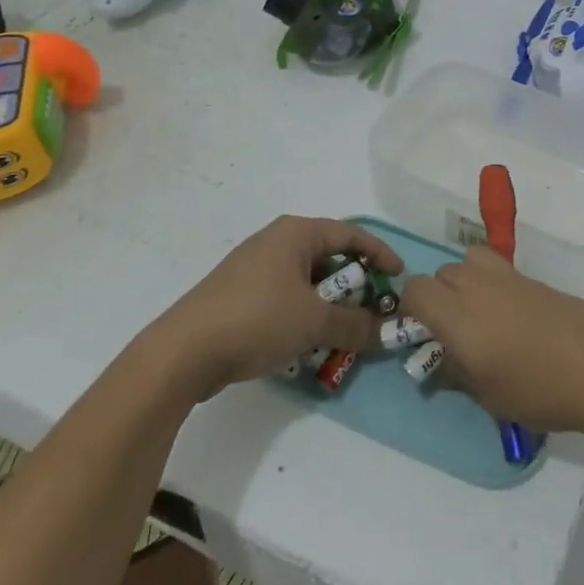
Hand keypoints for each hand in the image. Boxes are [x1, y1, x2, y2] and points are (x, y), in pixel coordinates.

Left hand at [159, 216, 403, 398]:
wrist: (183, 351)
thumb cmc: (257, 319)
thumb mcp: (315, 323)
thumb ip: (356, 326)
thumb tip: (388, 333)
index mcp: (296, 233)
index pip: (351, 234)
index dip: (380, 254)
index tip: (400, 277)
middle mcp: (276, 242)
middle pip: (329, 258)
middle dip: (355, 286)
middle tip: (374, 311)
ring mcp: (254, 268)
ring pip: (307, 282)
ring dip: (330, 306)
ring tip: (346, 333)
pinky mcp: (240, 295)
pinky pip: (286, 298)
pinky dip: (305, 315)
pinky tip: (310, 344)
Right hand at [398, 246, 583, 434]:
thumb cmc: (536, 388)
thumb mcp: (487, 396)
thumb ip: (456, 375)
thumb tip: (441, 366)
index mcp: (456, 314)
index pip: (415, 289)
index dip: (411, 309)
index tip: (422, 335)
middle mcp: (476, 285)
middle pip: (442, 273)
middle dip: (439, 297)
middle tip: (454, 332)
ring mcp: (507, 276)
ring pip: (469, 261)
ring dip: (465, 281)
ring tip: (481, 314)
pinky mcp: (532, 278)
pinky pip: (498, 269)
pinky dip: (493, 284)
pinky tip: (512, 318)